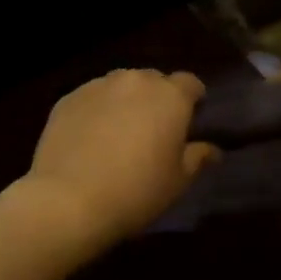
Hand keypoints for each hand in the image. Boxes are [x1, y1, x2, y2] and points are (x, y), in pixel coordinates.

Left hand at [20, 69, 220, 255]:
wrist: (69, 199)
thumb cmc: (136, 191)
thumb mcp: (177, 181)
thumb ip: (197, 157)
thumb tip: (213, 150)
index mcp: (169, 96)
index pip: (190, 83)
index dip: (193, 99)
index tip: (190, 120)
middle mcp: (135, 81)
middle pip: (153, 80)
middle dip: (157, 98)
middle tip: (154, 130)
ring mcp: (97, 86)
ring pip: (120, 86)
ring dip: (126, 101)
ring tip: (119, 132)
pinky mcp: (68, 98)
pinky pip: (91, 98)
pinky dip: (96, 110)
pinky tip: (90, 138)